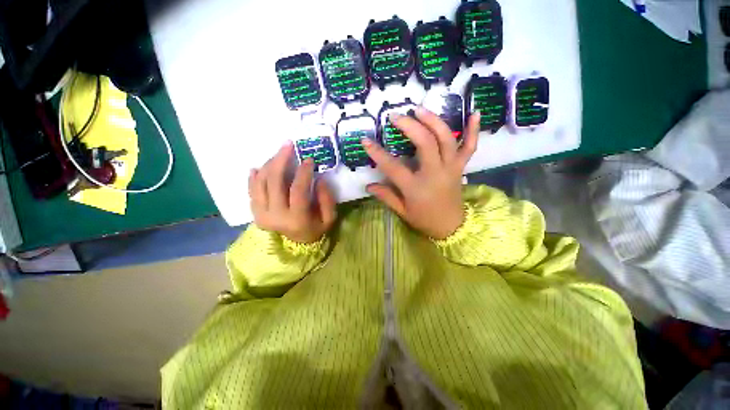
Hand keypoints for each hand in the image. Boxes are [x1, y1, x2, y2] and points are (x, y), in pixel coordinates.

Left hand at [249, 142, 336, 242]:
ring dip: (268, 164)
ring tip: (278, 154)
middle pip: (274, 182)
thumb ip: (327, 199)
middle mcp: (275, 215)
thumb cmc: (315, 230)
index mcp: (296, 218)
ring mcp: (262, 214)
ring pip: (260, 183)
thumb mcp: (329, 218)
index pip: (298, 189)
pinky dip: (254, 177)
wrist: (297, 245)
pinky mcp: (256, 212)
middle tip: (288, 145)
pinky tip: (258, 167)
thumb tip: (320, 179)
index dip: (303, 172)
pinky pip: (251, 191)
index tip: (309, 159)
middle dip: (281, 159)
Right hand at [362, 108, 479, 239]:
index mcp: (416, 188)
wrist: (452, 226)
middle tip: (396, 116)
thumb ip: (386, 196)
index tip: (365, 141)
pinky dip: (473, 130)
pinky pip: (470, 147)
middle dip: (409, 126)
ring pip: (445, 139)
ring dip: (433, 121)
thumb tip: (368, 185)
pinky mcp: (461, 167)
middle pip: (424, 143)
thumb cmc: (424, 220)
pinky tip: (475, 113)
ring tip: (419, 109)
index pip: (393, 167)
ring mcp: (450, 168)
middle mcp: (435, 173)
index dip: (377, 153)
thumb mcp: (402, 211)